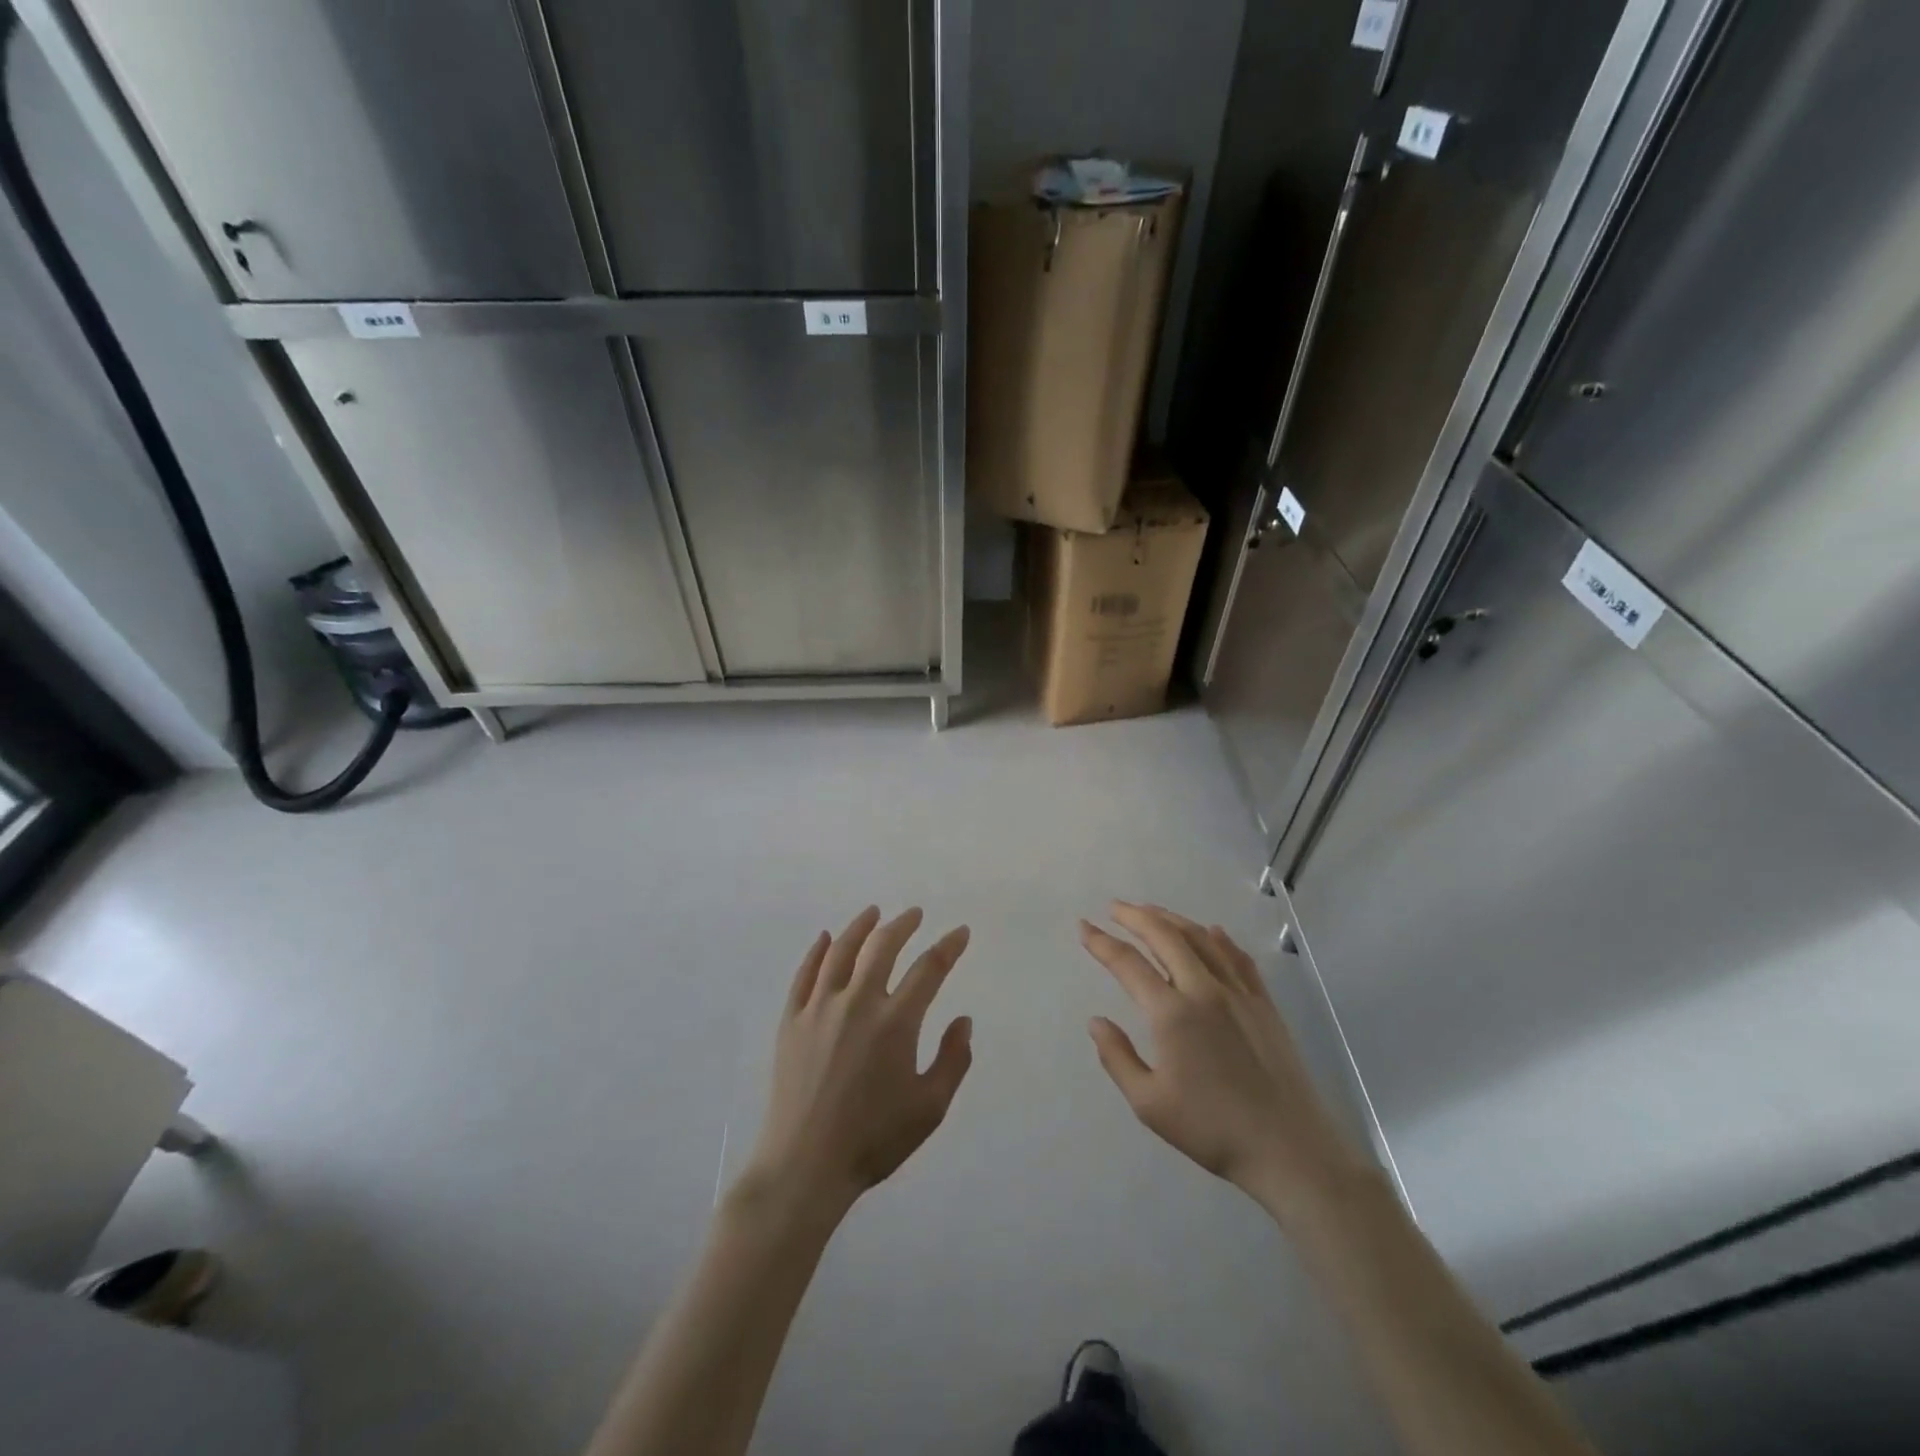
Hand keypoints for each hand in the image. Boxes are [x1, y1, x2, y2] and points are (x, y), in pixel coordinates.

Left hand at [740, 907, 973, 1222]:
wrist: (805, 1165)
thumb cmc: (874, 1139)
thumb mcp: (930, 1108)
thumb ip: (953, 1059)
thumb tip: (963, 1020)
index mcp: (896, 1022)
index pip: (929, 969)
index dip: (948, 946)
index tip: (960, 932)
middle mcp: (858, 1002)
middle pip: (883, 947)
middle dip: (903, 925)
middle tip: (914, 914)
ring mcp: (819, 1008)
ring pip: (841, 951)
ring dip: (860, 926)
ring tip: (873, 913)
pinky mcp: (792, 1020)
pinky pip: (805, 974)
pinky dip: (817, 951)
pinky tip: (824, 939)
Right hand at [1080, 903, 1370, 1222]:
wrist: (1289, 1150)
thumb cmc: (1212, 1130)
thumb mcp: (1149, 1104)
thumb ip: (1118, 1058)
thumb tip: (1096, 1021)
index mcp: (1172, 1014)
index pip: (1128, 964)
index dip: (1102, 942)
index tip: (1084, 927)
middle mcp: (1204, 990)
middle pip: (1165, 937)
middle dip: (1135, 916)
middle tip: (1114, 907)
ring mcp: (1239, 993)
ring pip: (1201, 939)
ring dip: (1172, 919)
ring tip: (1151, 911)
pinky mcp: (1264, 1004)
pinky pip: (1239, 959)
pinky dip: (1220, 939)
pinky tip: (1212, 931)